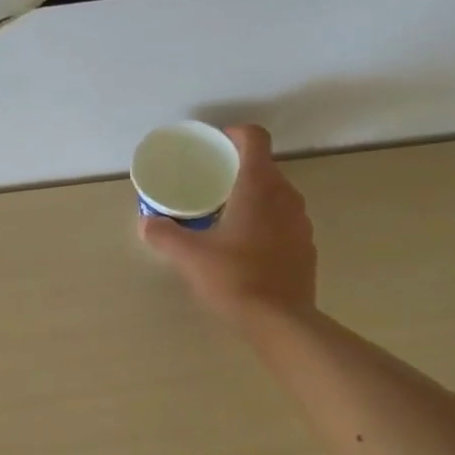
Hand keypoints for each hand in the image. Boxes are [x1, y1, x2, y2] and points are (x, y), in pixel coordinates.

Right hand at [140, 124, 316, 327]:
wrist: (280, 320)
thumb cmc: (234, 278)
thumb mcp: (190, 256)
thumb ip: (165, 235)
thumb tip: (147, 223)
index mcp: (258, 187)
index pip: (255, 138)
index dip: (235, 135)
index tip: (216, 146)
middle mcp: (286, 196)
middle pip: (265, 168)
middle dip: (240, 171)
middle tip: (213, 187)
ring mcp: (301, 222)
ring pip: (278, 196)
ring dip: (256, 199)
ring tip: (229, 218)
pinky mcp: (306, 247)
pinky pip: (286, 222)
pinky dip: (268, 224)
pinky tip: (249, 249)